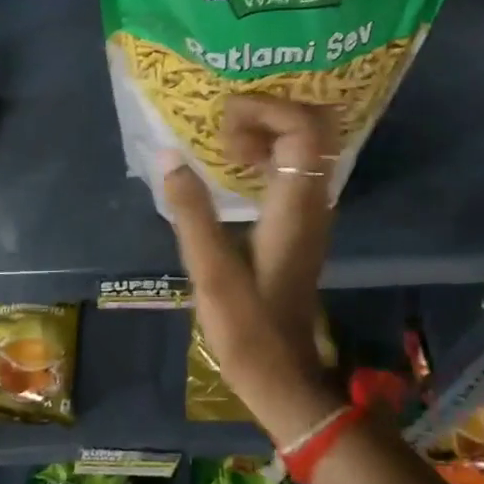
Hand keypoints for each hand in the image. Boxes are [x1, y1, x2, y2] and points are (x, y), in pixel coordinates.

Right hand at [160, 96, 345, 444]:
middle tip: (227, 133)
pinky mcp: (302, 222)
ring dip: (269, 133)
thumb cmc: (245, 326)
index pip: (304, 127)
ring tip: (226, 151)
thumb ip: (190, 210)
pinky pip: (296, 166)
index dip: (266, 109)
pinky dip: (270, 154)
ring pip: (308, 145)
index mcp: (296, 205)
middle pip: (315, 126)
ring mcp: (312, 211)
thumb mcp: (209, 269)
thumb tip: (168, 156)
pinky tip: (236, 173)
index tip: (223, 125)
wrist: (281, 373)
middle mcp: (314, 200)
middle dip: (270, 114)